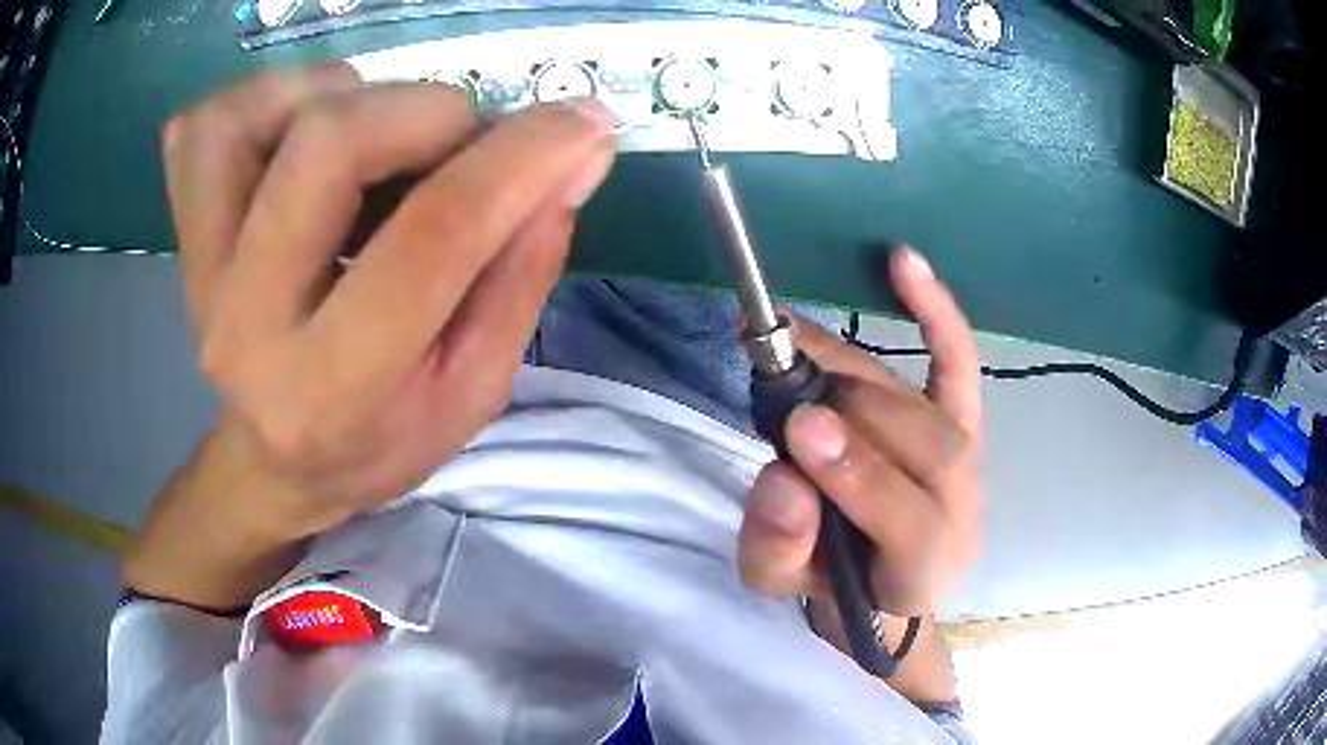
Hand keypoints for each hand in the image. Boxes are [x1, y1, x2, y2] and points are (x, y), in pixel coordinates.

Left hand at [164, 65, 616, 534]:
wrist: (275, 462)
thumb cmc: (380, 441)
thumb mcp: (473, 390)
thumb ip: (522, 272)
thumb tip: (575, 158)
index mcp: (332, 387)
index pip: (431, 238)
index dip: (521, 159)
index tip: (585, 124)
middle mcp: (245, 319)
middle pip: (329, 144)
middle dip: (429, 113)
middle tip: (462, 142)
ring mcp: (199, 268)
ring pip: (259, 113)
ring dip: (345, 95)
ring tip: (379, 140)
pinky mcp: (182, 232)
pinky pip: (209, 124)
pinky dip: (272, 99)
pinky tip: (306, 135)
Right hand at [738, 248, 982, 619]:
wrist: (887, 581)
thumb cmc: (835, 582)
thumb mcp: (783, 583)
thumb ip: (778, 548)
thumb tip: (784, 481)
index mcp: (920, 563)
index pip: (904, 514)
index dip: (857, 471)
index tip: (800, 428)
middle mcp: (960, 502)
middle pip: (918, 440)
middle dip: (845, 408)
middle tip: (779, 385)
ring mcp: (966, 454)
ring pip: (919, 400)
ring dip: (851, 369)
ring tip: (791, 342)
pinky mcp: (962, 416)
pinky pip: (956, 358)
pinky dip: (934, 311)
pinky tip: (904, 262)